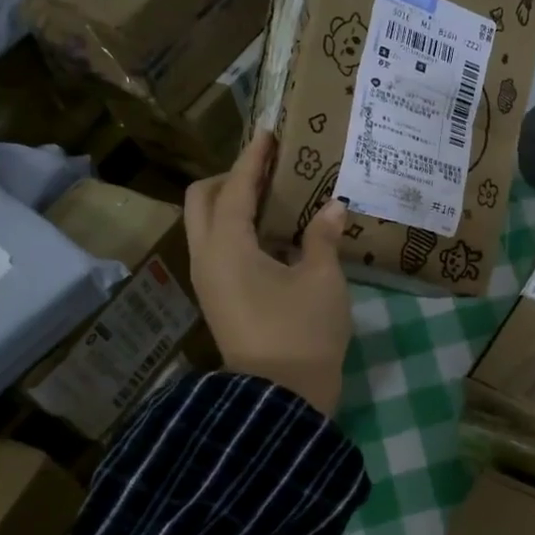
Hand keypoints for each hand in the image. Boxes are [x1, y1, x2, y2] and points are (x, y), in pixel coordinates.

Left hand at [185, 131, 351, 416]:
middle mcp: (206, 259)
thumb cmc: (303, 333)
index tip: (268, 135)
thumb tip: (333, 208)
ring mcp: (209, 283)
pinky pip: (220, 251)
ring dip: (233, 206)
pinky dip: (240, 233)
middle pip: (202, 202)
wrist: (281, 400)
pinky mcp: (219, 301)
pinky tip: (276, 237)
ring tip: (274, 199)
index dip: (251, 160)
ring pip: (208, 228)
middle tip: (267, 172)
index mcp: (226, 247)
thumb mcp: (323, 281)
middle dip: (228, 179)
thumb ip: (324, 238)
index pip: (232, 188)